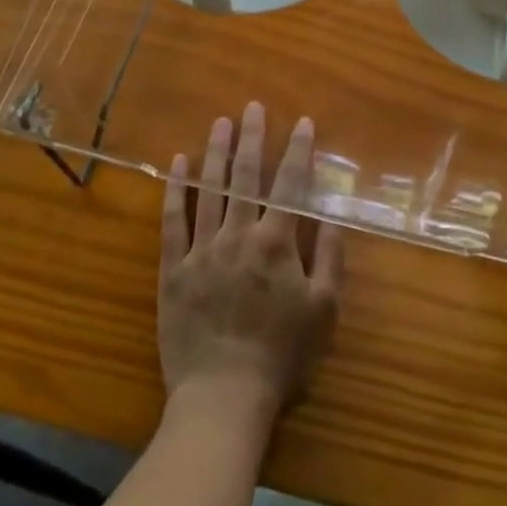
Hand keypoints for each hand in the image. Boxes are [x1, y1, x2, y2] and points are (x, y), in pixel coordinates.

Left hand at [158, 104, 343, 431]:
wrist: (223, 398)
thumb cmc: (281, 357)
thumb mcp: (324, 311)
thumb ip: (330, 258)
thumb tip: (333, 215)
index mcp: (277, 242)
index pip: (290, 184)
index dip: (298, 150)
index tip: (303, 121)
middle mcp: (239, 235)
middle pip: (246, 176)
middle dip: (252, 138)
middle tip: (252, 107)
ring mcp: (203, 249)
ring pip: (210, 189)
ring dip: (216, 153)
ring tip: (220, 122)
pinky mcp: (174, 268)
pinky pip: (173, 221)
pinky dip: (176, 189)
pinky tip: (178, 163)